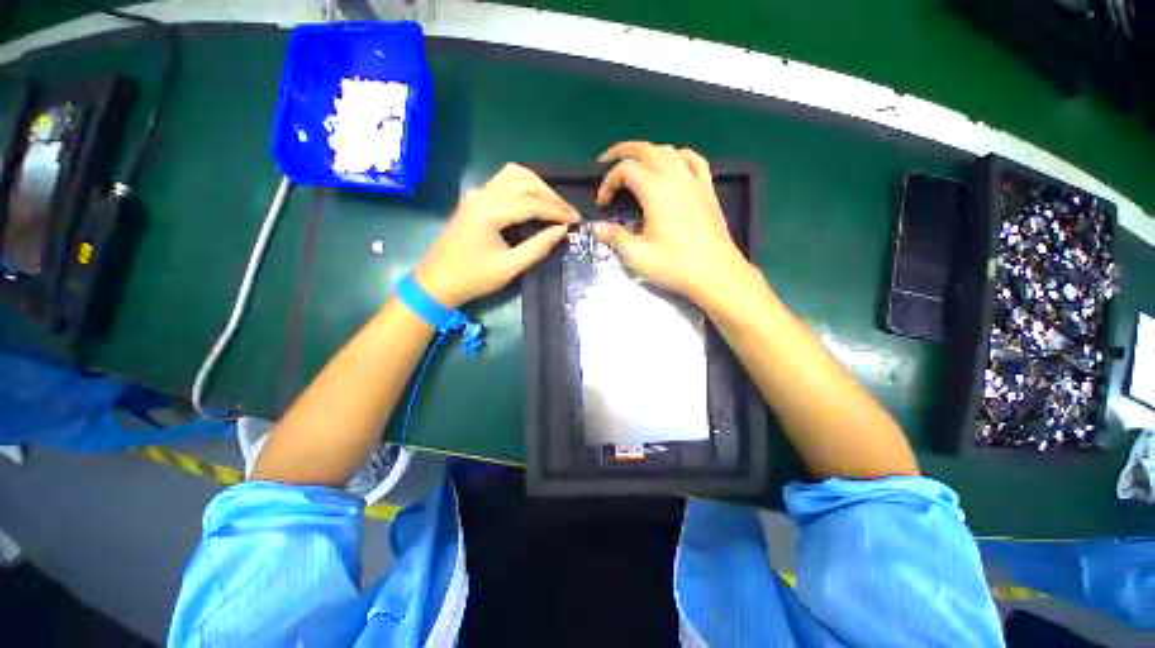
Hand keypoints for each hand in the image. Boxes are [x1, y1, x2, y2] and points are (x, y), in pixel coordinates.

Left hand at [416, 163, 578, 307]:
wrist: (437, 281)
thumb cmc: (473, 278)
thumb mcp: (510, 267)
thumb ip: (538, 247)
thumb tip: (562, 230)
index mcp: (489, 211)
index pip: (532, 203)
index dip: (557, 211)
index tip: (577, 220)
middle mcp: (483, 194)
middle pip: (525, 181)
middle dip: (551, 196)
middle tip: (569, 213)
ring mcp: (477, 193)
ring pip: (514, 175)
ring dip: (539, 186)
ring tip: (555, 205)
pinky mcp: (476, 198)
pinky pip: (505, 181)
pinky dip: (525, 186)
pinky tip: (536, 200)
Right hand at [593, 141, 749, 301]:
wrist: (716, 273)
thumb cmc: (675, 265)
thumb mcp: (638, 255)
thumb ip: (615, 237)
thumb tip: (597, 227)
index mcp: (656, 190)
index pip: (625, 169)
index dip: (608, 183)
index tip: (603, 205)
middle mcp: (675, 177)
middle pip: (645, 149)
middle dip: (621, 153)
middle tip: (605, 164)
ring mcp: (694, 181)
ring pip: (668, 151)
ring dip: (647, 153)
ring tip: (634, 166)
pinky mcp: (707, 189)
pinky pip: (693, 160)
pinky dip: (677, 157)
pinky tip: (672, 165)